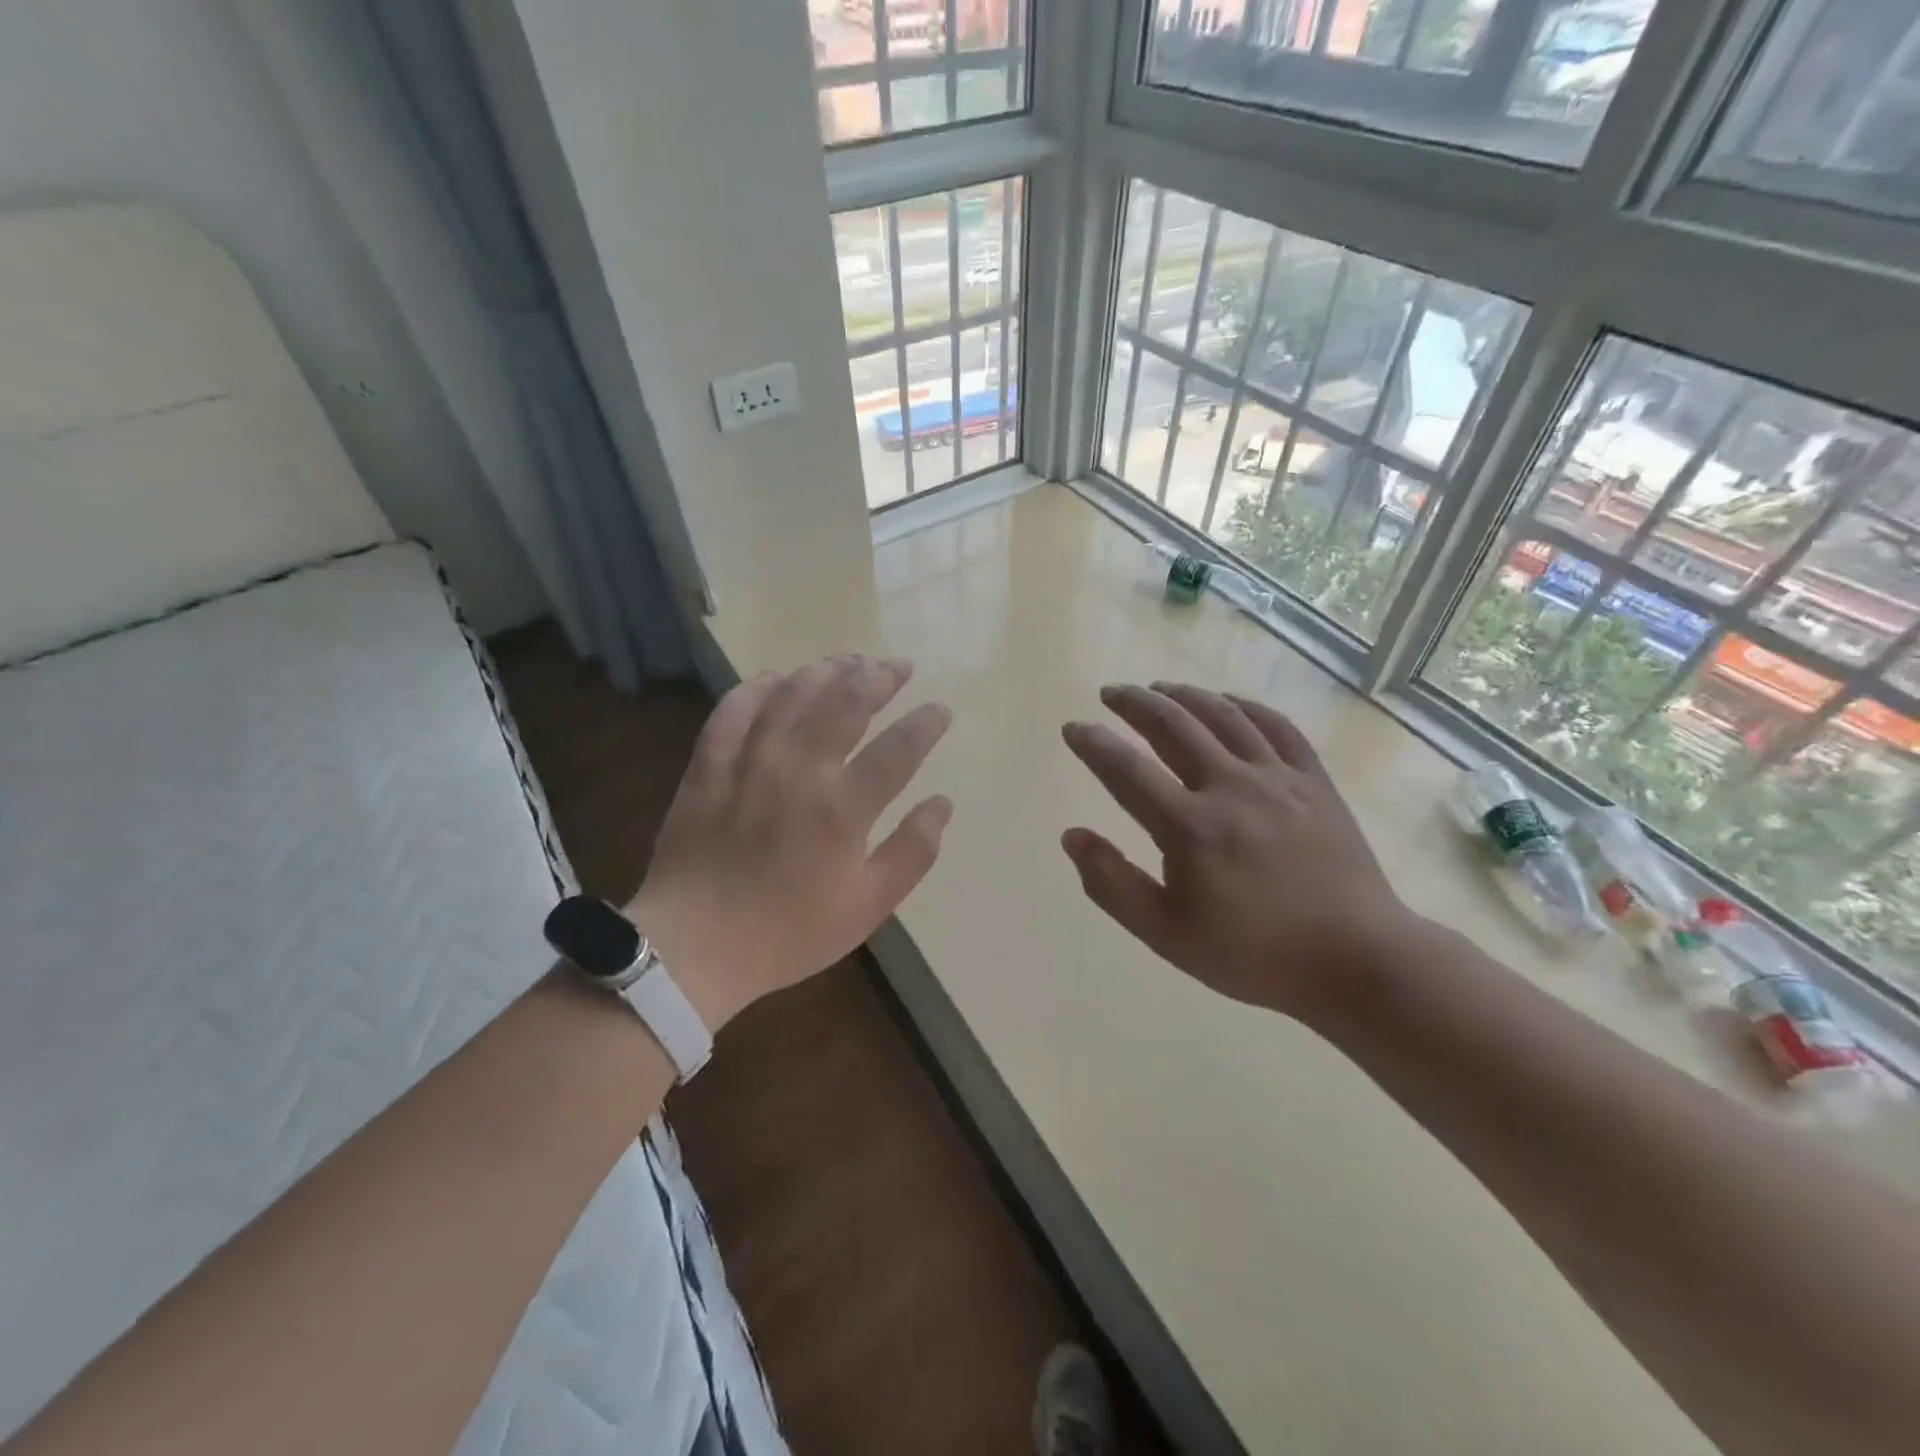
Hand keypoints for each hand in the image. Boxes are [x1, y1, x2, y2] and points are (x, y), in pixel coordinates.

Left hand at [628, 654, 951, 1030]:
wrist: (693, 947)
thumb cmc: (788, 933)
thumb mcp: (866, 908)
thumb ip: (912, 853)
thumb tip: (942, 804)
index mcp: (843, 808)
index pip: (898, 748)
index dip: (926, 723)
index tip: (940, 711)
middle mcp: (799, 770)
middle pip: (846, 703)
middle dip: (879, 678)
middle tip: (898, 667)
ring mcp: (749, 761)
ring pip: (793, 694)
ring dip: (827, 671)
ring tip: (850, 660)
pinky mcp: (709, 765)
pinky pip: (734, 709)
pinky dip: (757, 687)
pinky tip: (776, 678)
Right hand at [1061, 682, 1420, 1023]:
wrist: (1356, 960)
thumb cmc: (1253, 953)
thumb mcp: (1166, 934)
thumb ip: (1112, 883)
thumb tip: (1071, 835)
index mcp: (1190, 827)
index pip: (1126, 770)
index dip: (1093, 744)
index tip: (1073, 728)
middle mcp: (1230, 788)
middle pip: (1173, 725)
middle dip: (1134, 703)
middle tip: (1110, 693)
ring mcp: (1278, 779)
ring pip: (1223, 716)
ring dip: (1184, 696)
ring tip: (1159, 688)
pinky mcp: (1314, 781)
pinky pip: (1277, 726)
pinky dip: (1245, 706)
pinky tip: (1228, 703)